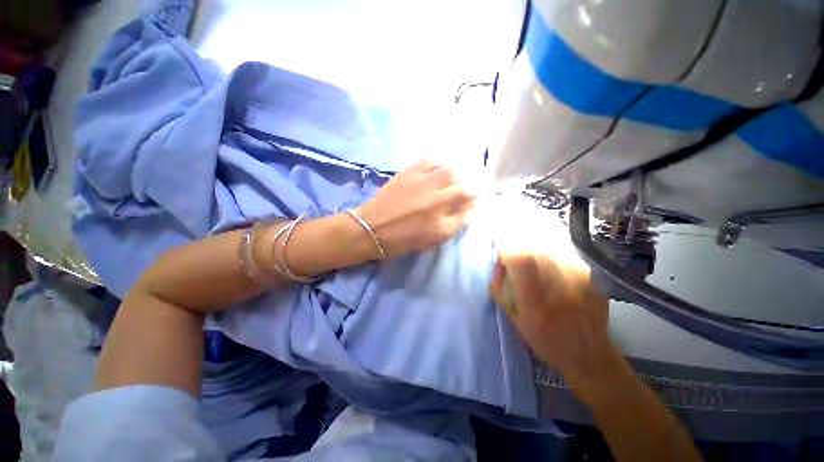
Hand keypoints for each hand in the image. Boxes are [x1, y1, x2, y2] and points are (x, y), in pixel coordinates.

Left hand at [356, 159, 477, 257]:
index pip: (469, 209)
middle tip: (469, 186)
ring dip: (458, 173)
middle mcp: (436, 202)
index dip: (476, 201)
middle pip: (464, 187)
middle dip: (472, 186)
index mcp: (441, 224)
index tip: (475, 199)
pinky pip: (430, 159)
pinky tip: (439, 165)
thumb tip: (469, 207)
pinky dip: (440, 160)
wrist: (373, 228)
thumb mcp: (432, 240)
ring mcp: (422, 184)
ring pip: (451, 171)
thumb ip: (454, 224)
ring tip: (454, 176)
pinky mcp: (409, 173)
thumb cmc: (403, 239)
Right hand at [489, 252, 620, 396]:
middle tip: (518, 268)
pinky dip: (552, 262)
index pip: (520, 260)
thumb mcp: (514, 320)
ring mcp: (581, 279)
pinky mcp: (592, 277)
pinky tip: (555, 278)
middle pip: (533, 251)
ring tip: (537, 273)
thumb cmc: (545, 341)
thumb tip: (496, 267)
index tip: (502, 263)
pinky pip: (563, 258)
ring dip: (535, 258)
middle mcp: (560, 285)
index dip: (506, 255)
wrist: (590, 355)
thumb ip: (500, 291)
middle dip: (519, 254)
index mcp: (537, 301)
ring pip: (548, 251)